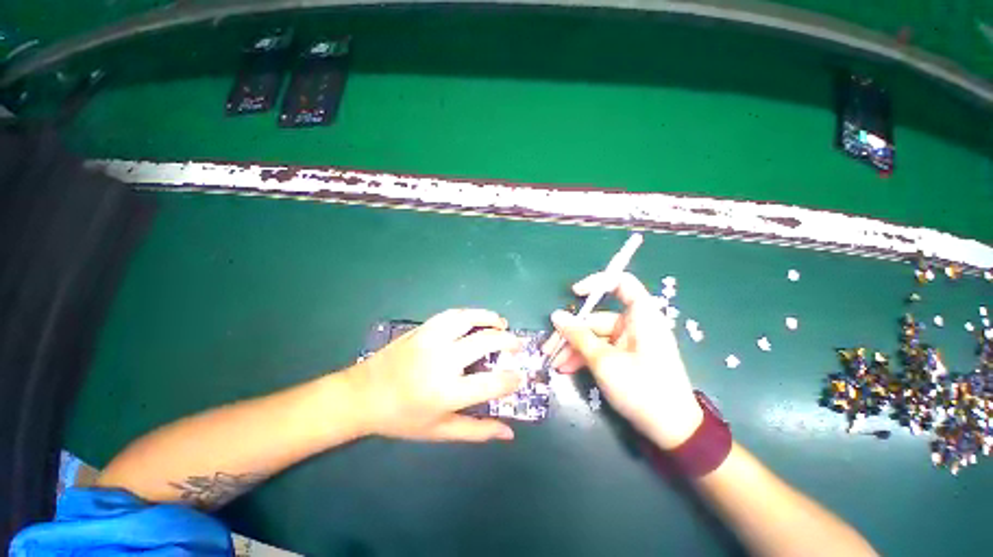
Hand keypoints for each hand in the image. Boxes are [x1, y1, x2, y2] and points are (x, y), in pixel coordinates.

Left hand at [347, 309, 523, 442]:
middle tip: (517, 345)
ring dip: (490, 318)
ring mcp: (431, 340)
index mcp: (447, 392)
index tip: (520, 377)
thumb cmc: (402, 418)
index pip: (492, 383)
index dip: (512, 379)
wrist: (363, 395)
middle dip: (508, 341)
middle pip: (486, 342)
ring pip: (469, 319)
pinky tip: (477, 318)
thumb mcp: (440, 431)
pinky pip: (452, 314)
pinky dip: (470, 313)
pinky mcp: (422, 329)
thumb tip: (509, 433)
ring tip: (502, 323)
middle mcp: (442, 361)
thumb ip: (477, 431)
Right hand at [543, 272, 702, 448]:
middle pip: (597, 318)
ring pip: (595, 336)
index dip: (597, 282)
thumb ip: (578, 336)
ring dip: (574, 348)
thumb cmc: (642, 389)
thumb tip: (556, 316)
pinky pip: (600, 349)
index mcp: (641, 316)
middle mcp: (635, 324)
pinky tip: (566, 369)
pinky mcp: (625, 357)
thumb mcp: (604, 362)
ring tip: (555, 364)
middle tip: (549, 347)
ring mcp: (629, 342)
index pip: (622, 283)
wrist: (672, 432)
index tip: (574, 294)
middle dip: (572, 333)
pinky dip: (584, 357)